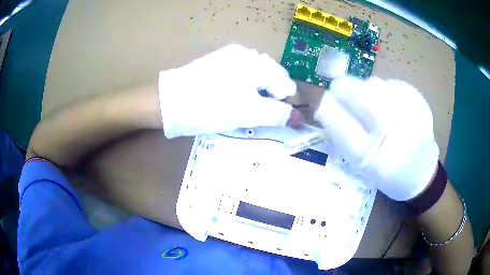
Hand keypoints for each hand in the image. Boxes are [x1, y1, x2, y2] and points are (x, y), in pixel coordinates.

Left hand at [158, 44, 296, 138]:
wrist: (170, 101)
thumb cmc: (212, 106)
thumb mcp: (248, 113)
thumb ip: (277, 114)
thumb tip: (297, 118)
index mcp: (257, 62)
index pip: (285, 83)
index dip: (288, 104)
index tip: (286, 121)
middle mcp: (247, 53)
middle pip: (272, 78)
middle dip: (274, 98)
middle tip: (266, 117)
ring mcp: (230, 56)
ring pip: (256, 76)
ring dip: (260, 93)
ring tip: (251, 109)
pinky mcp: (218, 62)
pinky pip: (241, 74)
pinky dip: (246, 88)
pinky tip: (237, 98)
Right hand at [314, 76, 438, 200]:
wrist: (420, 172)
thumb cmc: (385, 172)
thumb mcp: (358, 163)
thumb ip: (340, 133)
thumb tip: (324, 102)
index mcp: (368, 153)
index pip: (333, 114)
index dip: (323, 103)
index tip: (321, 101)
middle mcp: (388, 128)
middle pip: (352, 87)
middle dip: (343, 90)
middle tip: (348, 100)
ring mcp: (406, 109)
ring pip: (371, 82)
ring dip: (366, 91)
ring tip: (377, 109)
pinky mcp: (416, 97)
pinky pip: (389, 83)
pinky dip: (385, 92)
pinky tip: (394, 108)